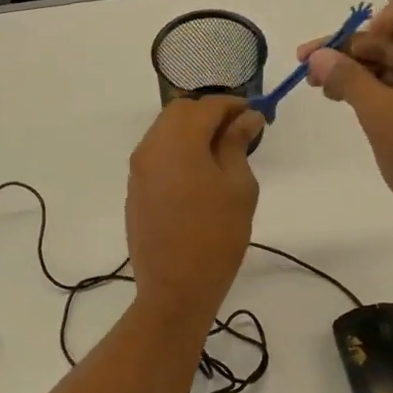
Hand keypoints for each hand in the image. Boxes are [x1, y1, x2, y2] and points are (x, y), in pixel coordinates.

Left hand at [126, 96, 263, 324]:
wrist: (175, 288)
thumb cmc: (216, 235)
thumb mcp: (238, 186)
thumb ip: (237, 144)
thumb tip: (247, 118)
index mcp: (177, 141)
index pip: (207, 106)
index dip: (234, 105)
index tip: (257, 114)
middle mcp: (150, 147)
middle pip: (180, 112)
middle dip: (210, 114)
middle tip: (240, 131)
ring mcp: (138, 169)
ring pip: (165, 132)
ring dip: (192, 131)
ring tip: (222, 152)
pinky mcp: (135, 188)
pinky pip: (157, 155)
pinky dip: (178, 151)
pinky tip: (200, 172)